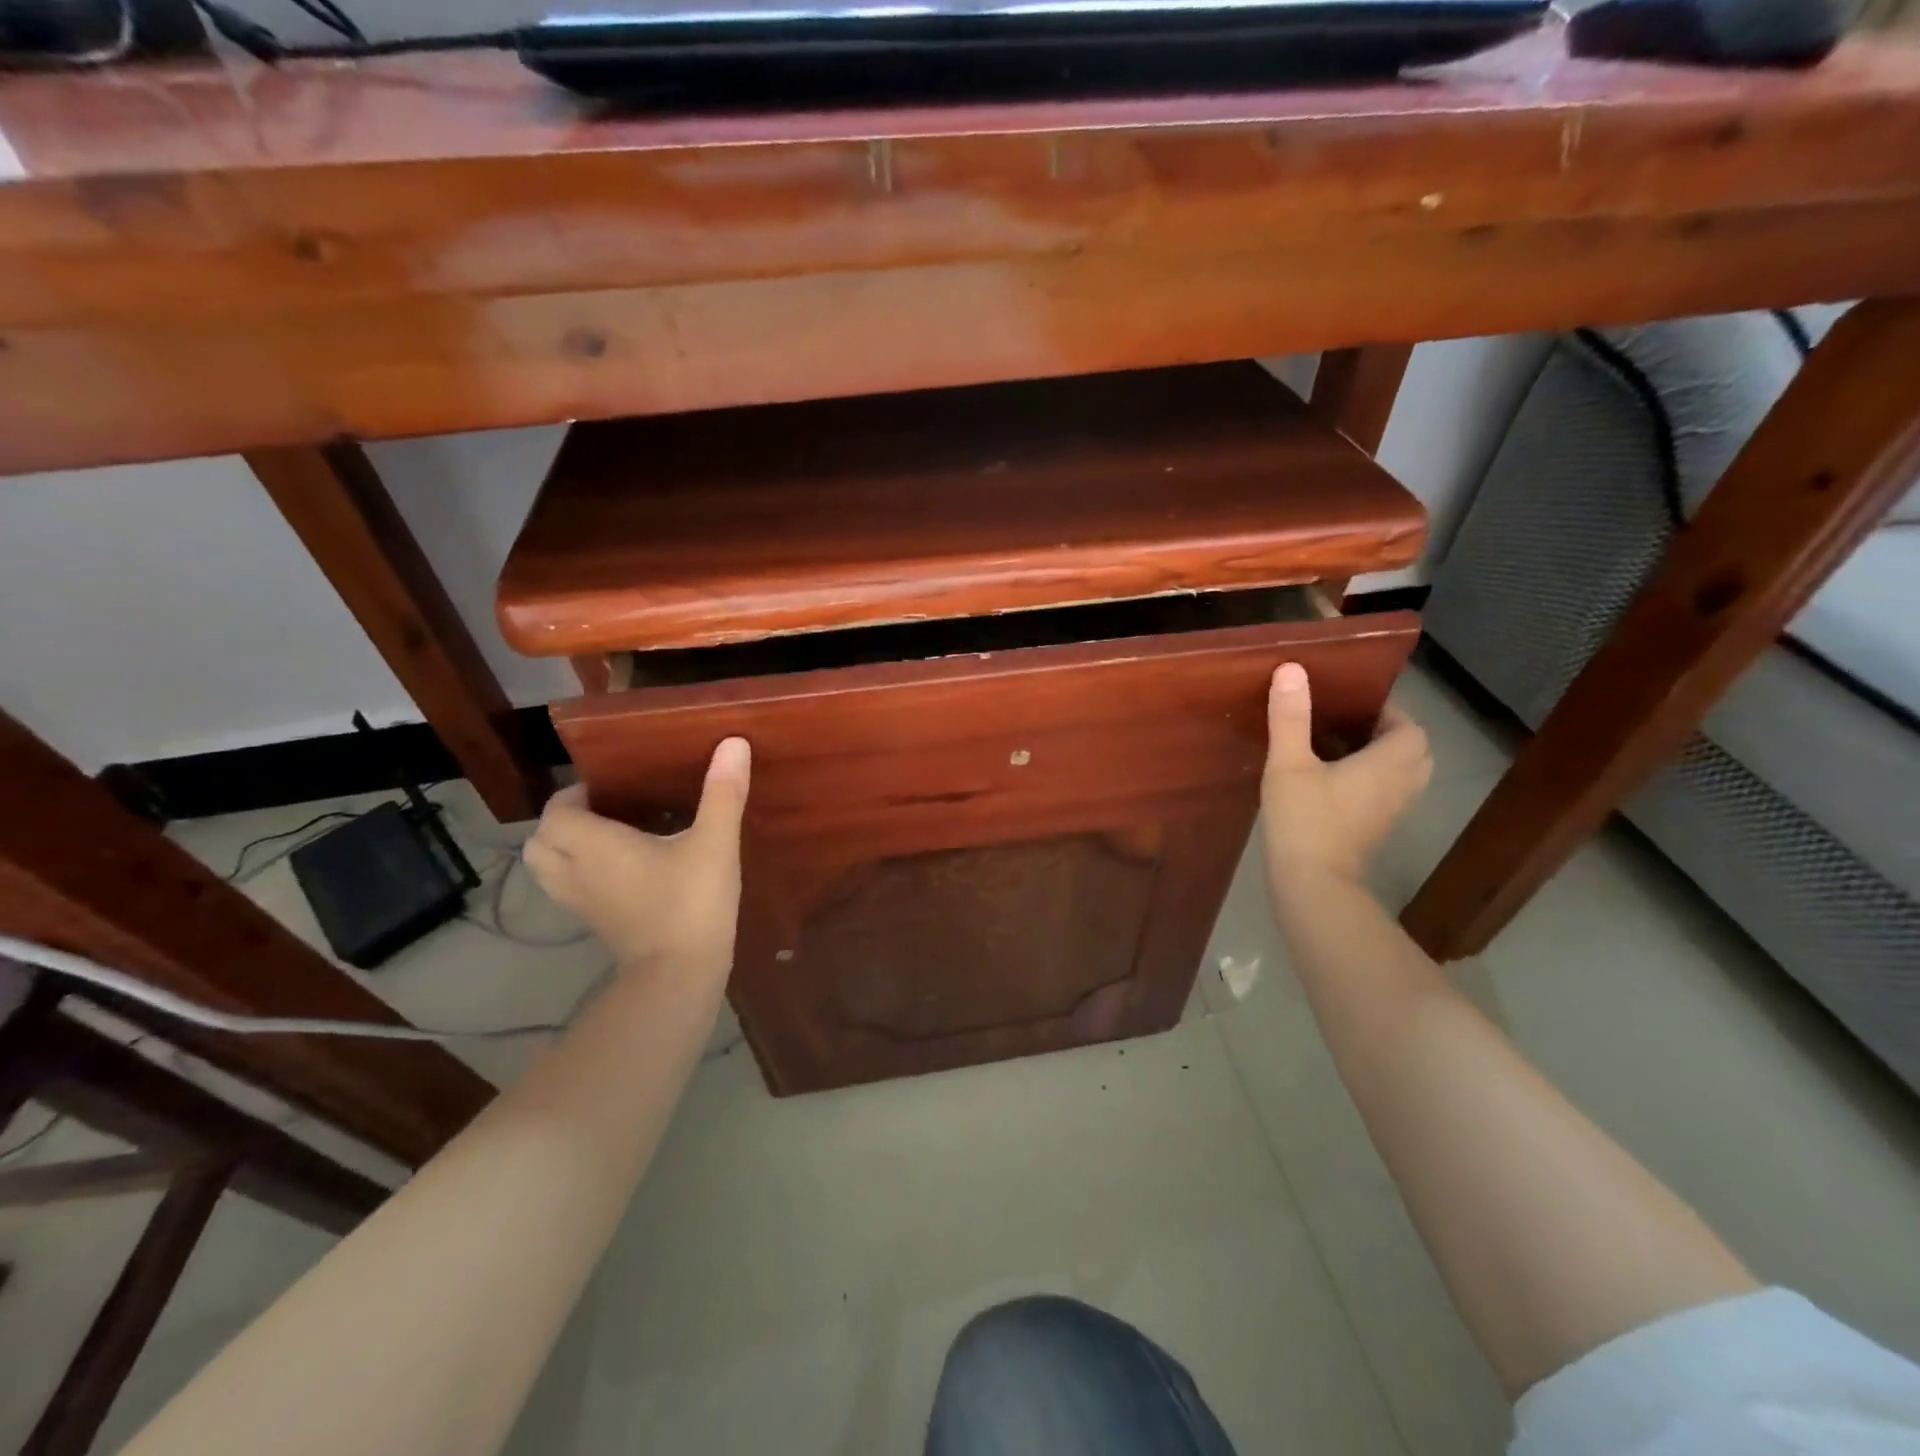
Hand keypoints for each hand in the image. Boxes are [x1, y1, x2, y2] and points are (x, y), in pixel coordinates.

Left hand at [523, 738, 750, 972]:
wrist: (680, 974)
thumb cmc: (692, 902)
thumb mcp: (715, 842)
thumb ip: (722, 793)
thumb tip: (733, 743)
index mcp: (595, 845)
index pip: (556, 811)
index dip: (574, 795)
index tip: (611, 786)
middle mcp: (576, 872)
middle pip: (539, 842)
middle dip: (562, 822)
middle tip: (605, 810)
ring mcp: (581, 903)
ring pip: (547, 869)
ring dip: (564, 850)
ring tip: (608, 837)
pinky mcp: (595, 924)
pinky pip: (568, 890)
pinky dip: (579, 874)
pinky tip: (621, 871)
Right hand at [1261, 663, 1430, 894]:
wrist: (1312, 883)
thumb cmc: (1305, 819)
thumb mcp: (1289, 763)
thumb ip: (1291, 717)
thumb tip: (1291, 669)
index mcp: (1389, 763)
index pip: (1411, 727)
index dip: (1389, 711)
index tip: (1353, 703)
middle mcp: (1400, 785)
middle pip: (1414, 751)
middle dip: (1388, 734)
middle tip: (1348, 724)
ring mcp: (1391, 812)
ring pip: (1403, 775)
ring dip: (1381, 759)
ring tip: (1340, 748)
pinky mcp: (1376, 830)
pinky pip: (1385, 794)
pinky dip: (1371, 781)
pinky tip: (1331, 780)